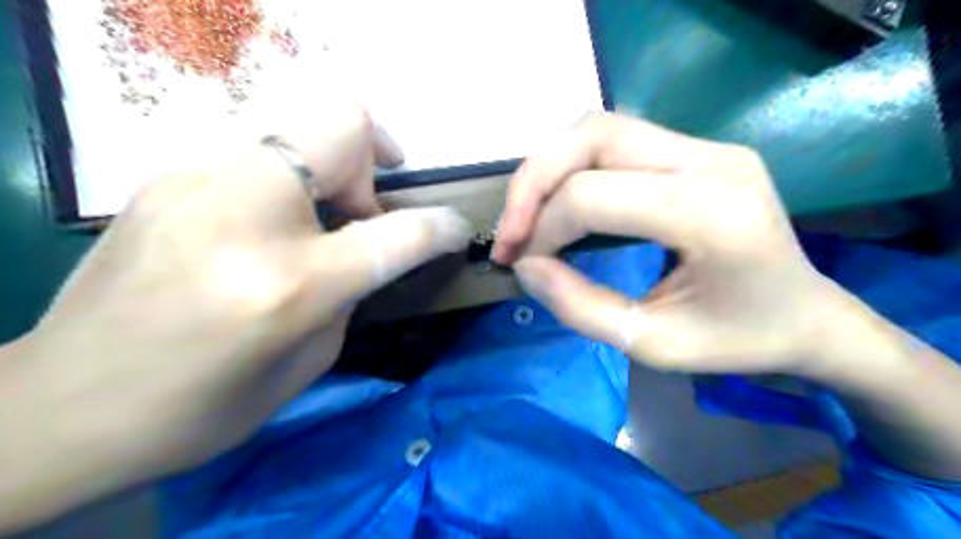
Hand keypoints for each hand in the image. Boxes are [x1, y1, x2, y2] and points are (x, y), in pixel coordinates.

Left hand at [0, 103, 470, 530]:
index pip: (397, 232)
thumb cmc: (202, 407)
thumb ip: (352, 290)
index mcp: (288, 284)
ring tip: (320, 218)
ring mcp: (194, 183)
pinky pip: (257, 152)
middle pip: (342, 123)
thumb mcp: (310, 360)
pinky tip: (270, 224)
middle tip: (370, 208)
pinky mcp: (167, 178)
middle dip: (377, 155)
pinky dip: (288, 179)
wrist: (62, 408)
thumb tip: (371, 248)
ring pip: (298, 125)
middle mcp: (243, 215)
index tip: (455, 230)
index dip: (441, 226)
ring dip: (332, 166)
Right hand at [496, 113, 841, 374]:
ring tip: (529, 216)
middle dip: (532, 182)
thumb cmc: (740, 341)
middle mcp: (711, 161)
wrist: (809, 317)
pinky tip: (562, 200)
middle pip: (592, 137)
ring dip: (549, 167)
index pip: (593, 195)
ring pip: (599, 127)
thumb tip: (525, 266)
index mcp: (711, 213)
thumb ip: (580, 307)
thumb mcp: (653, 345)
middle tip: (510, 232)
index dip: (542, 228)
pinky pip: (617, 139)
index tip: (521, 264)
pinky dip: (574, 164)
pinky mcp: (700, 149)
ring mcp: (708, 147)